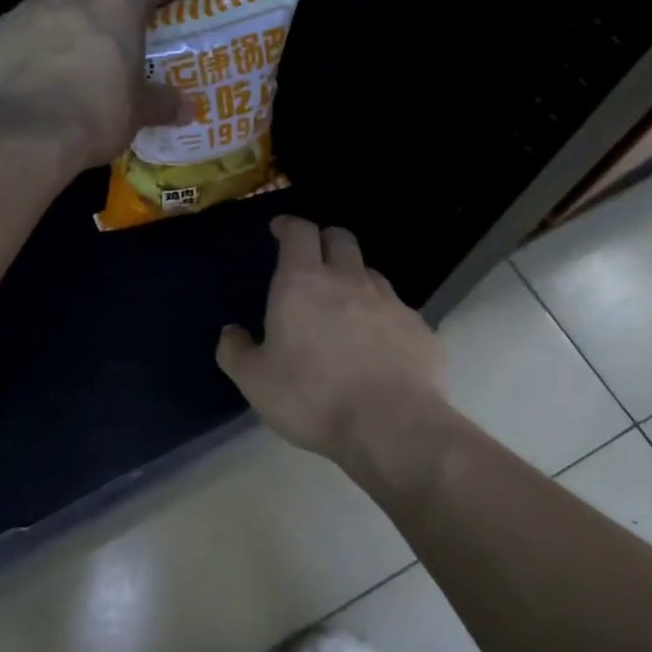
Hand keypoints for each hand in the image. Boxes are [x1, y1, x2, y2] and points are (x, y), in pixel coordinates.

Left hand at [0, 0, 184, 174]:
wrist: (25, 132)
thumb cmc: (95, 116)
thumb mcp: (137, 114)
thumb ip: (161, 103)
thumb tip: (186, 109)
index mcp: (119, 6)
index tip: (168, 3)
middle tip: (115, 19)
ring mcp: (32, 6)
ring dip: (68, 9)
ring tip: (71, 43)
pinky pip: (22, 22)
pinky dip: (33, 36)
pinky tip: (33, 65)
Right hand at [217, 217, 446, 474]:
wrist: (392, 427)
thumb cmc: (312, 397)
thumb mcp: (255, 381)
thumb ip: (236, 351)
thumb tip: (231, 332)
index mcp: (303, 282)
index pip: (299, 232)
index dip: (289, 225)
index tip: (280, 229)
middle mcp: (349, 280)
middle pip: (341, 239)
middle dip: (325, 241)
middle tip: (313, 262)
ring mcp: (390, 302)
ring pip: (371, 273)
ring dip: (355, 280)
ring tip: (345, 308)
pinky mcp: (421, 328)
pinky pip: (398, 311)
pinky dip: (383, 319)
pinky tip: (378, 347)